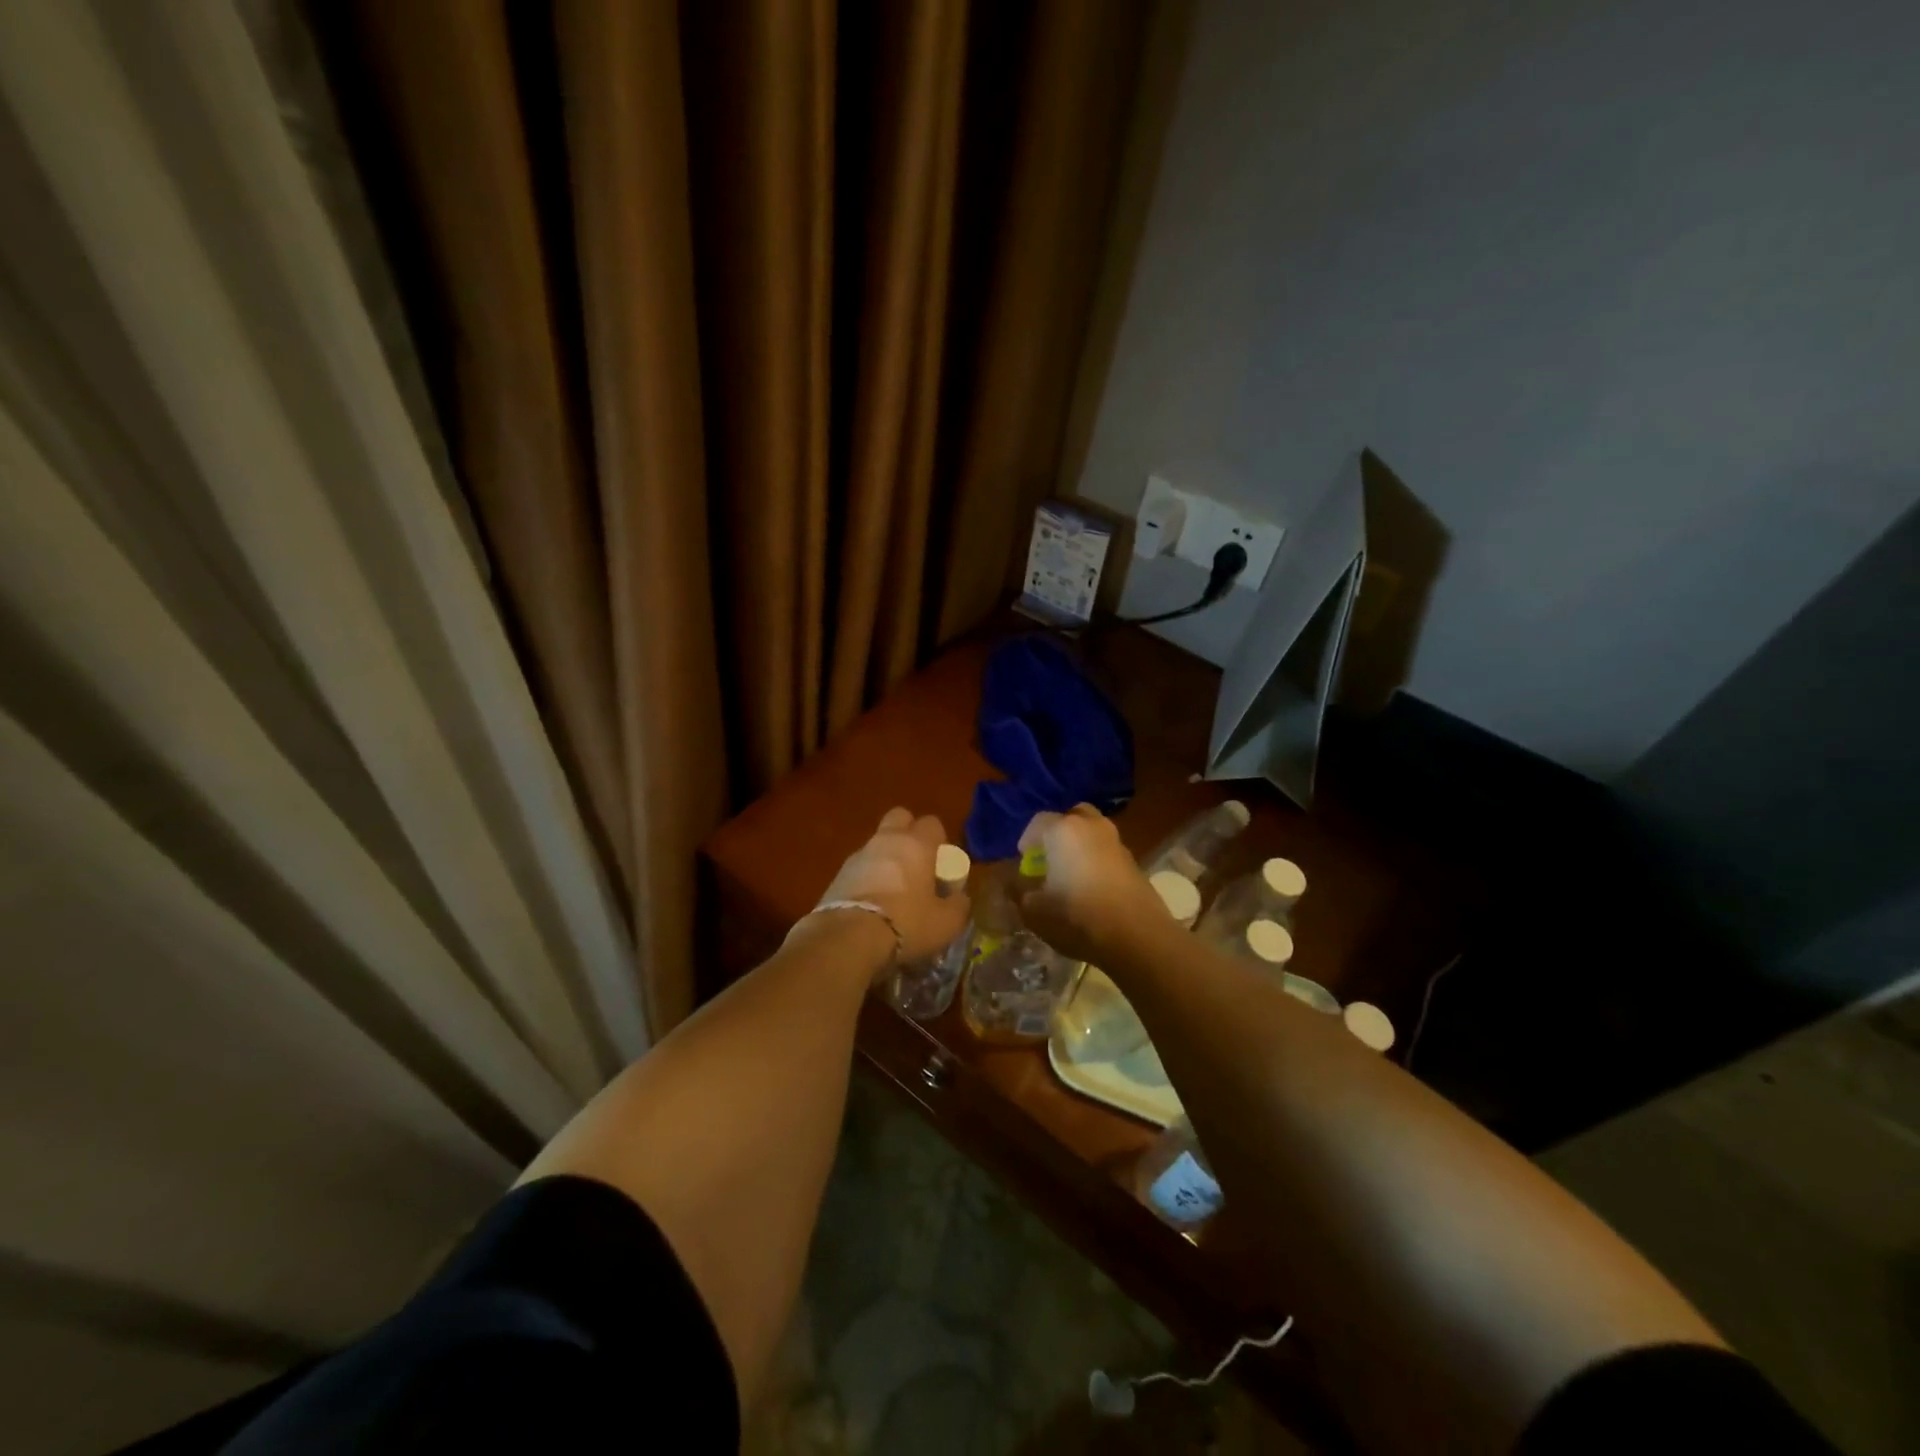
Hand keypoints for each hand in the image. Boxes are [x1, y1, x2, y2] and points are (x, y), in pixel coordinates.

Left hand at [813, 808, 971, 962]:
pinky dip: (867, 878)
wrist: (849, 938)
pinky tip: (872, 905)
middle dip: (909, 834)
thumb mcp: (947, 923)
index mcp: (916, 844)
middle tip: (917, 865)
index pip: (932, 823)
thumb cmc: (907, 923)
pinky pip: (860, 867)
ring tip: (893, 892)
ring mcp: (858, 855)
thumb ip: (958, 905)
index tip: (942, 867)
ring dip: (886, 859)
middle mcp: (886, 840)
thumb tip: (958, 897)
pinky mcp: (838, 874)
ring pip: (877, 844)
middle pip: (899, 818)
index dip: (940, 842)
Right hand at [1016, 805, 1164, 965]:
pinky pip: (1107, 852)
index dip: (1027, 841)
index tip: (1024, 864)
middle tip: (1049, 859)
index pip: (1038, 822)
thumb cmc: (1076, 917)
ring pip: (1093, 833)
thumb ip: (1018, 890)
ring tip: (1070, 876)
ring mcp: (1117, 843)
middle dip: (1058, 833)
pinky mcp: (1134, 862)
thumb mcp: (1033, 910)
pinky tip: (1092, 889)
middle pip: (1072, 817)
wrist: (1137, 937)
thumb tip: (1012, 881)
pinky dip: (1097, 862)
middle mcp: (1092, 826)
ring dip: (1080, 847)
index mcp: (1063, 830)